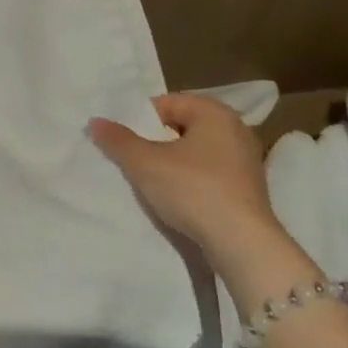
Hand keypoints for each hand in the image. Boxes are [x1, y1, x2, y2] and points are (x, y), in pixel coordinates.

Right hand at [89, 94, 285, 272]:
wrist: (242, 244)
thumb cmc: (193, 190)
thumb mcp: (145, 163)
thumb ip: (118, 140)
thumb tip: (96, 121)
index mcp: (215, 111)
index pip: (167, 103)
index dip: (141, 120)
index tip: (125, 142)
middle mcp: (236, 128)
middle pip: (183, 126)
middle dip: (158, 141)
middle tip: (136, 160)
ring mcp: (247, 159)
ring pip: (198, 151)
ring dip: (175, 162)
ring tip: (154, 181)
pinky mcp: (251, 188)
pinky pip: (213, 173)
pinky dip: (194, 180)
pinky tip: (181, 198)